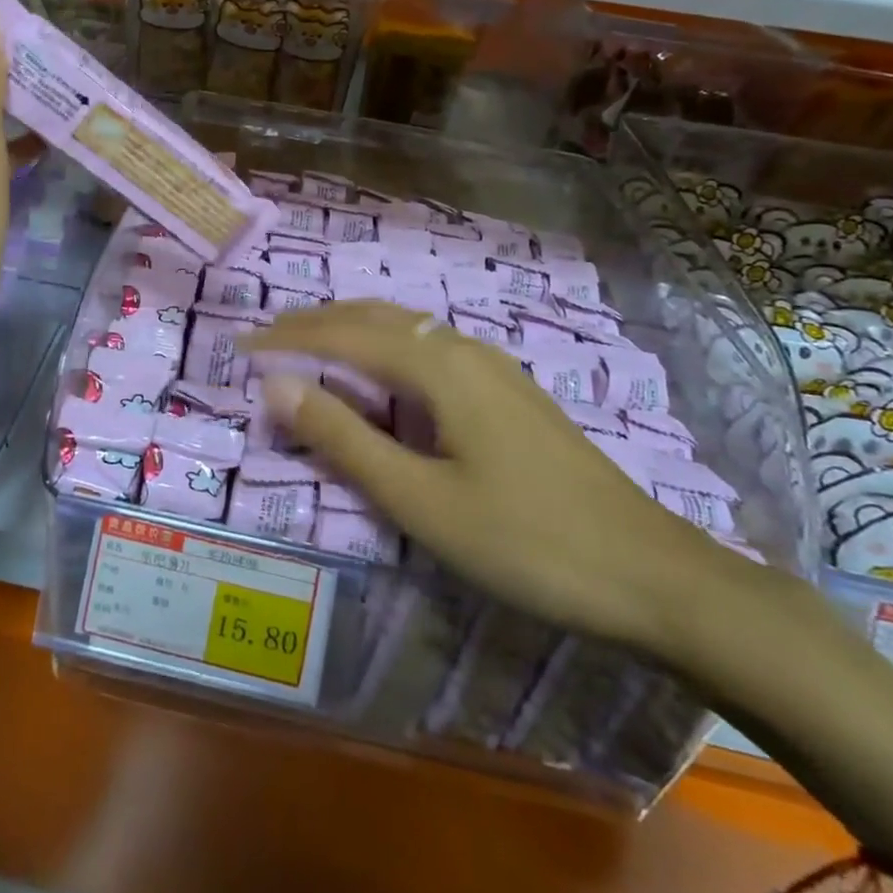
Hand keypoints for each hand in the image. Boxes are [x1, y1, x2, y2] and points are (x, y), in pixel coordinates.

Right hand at [247, 301, 735, 656]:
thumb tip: (276, 384)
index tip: (241, 346)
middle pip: (375, 317)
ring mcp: (493, 367)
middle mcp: (463, 349)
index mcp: (438, 366)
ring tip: (310, 348)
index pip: (344, 334)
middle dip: (316, 323)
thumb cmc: (524, 541)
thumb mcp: (419, 499)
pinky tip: (381, 375)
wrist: (651, 574)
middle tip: (267, 341)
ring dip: (351, 330)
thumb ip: (344, 438)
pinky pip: (429, 348)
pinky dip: (385, 349)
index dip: (289, 338)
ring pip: (405, 329)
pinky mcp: (509, 391)